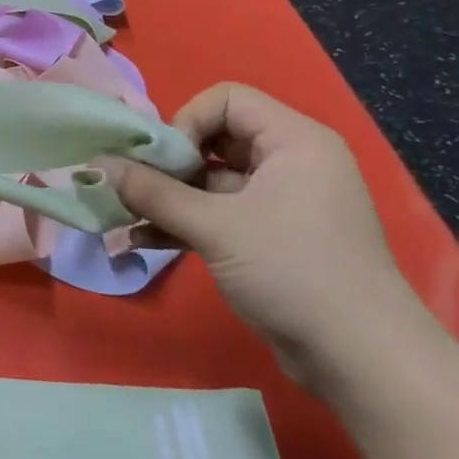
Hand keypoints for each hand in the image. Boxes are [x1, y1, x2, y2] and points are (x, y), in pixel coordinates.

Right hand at [101, 82, 433, 392]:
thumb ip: (152, 193)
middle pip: (216, 139)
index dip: (187, 122)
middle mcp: (290, 162)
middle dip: (169, 164)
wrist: (362, 358)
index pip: (227, 100)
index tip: (162, 162)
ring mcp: (282, 202)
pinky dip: (185, 223)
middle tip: (133, 188)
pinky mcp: (272, 238)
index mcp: (293, 141)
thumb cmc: (292, 271)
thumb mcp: (215, 227)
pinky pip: (220, 214)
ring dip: (168, 198)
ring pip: (212, 182)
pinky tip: (143, 241)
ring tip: (123, 215)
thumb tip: (96, 165)